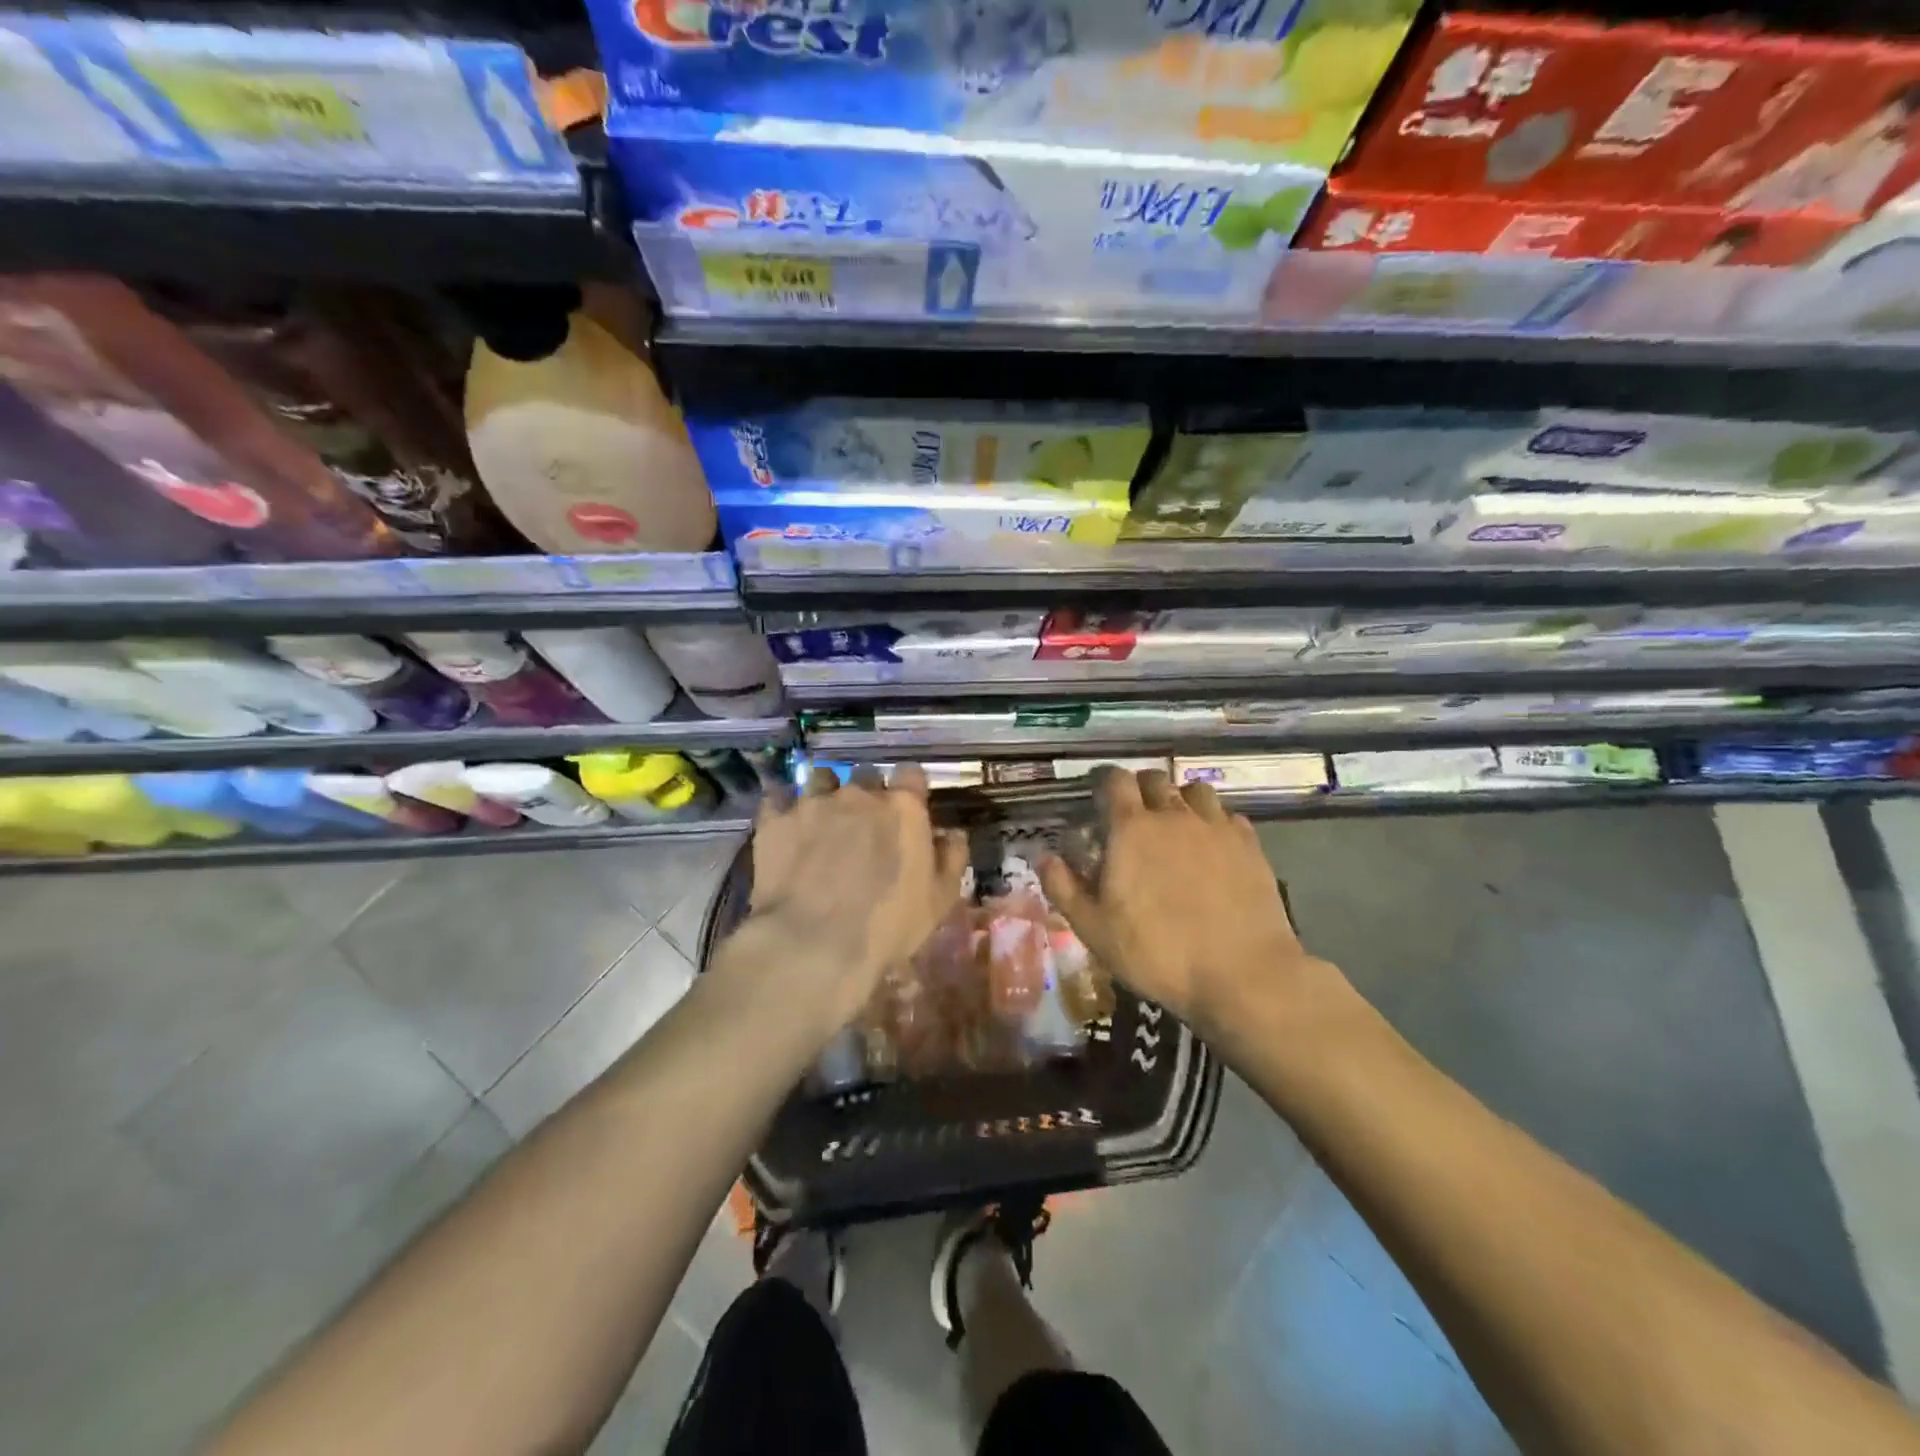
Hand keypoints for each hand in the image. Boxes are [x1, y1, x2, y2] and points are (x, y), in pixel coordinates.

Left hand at [739, 764, 968, 1036]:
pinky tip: (785, 825)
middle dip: (867, 792)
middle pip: (866, 775)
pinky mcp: (775, 820)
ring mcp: (813, 803)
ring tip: (822, 818)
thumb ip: (952, 859)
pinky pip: (777, 798)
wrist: (813, 944)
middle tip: (864, 823)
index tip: (907, 808)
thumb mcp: (939, 900)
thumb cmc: (888, 925)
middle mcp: (859, 794)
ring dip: (825, 792)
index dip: (909, 789)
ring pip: (821, 778)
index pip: (911, 775)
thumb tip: (953, 834)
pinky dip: (783, 807)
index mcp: (903, 808)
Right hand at [1038, 769, 1327, 1040]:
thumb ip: (1063, 887)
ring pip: (1194, 790)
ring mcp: (1216, 826)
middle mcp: (1173, 815)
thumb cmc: (1157, 953)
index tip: (1097, 796)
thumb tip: (1043, 855)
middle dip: (1139, 788)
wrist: (1242, 974)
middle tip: (1133, 815)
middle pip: (1154, 778)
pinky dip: (1213, 821)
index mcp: (1130, 828)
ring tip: (1175, 824)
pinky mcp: (1250, 844)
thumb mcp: (1094, 929)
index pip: (1114, 781)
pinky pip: (1227, 815)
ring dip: (1179, 799)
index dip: (1103, 782)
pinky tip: (1212, 846)